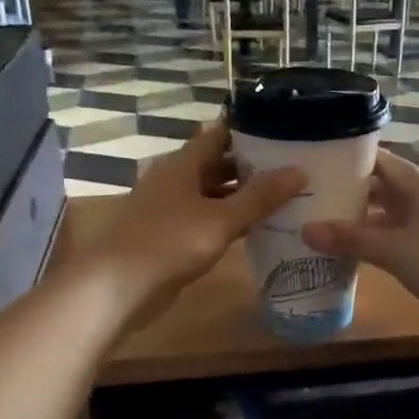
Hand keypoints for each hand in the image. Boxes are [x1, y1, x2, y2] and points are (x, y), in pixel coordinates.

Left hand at [89, 122, 303, 326]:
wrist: (118, 287)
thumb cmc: (169, 243)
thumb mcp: (221, 219)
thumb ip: (260, 197)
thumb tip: (300, 170)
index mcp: (181, 165)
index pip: (219, 135)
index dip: (249, 131)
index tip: (284, 130)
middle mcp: (173, 180)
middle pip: (216, 164)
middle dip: (251, 166)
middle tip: (293, 167)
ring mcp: (169, 210)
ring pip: (211, 194)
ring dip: (241, 196)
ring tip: (283, 197)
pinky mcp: (169, 237)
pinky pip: (205, 220)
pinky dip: (228, 221)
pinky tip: (254, 229)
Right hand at [301, 151, 418, 338]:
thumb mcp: (397, 249)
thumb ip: (352, 239)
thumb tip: (305, 229)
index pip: (381, 161)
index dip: (350, 159)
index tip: (316, 160)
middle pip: (380, 190)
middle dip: (348, 193)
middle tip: (307, 196)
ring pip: (385, 219)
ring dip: (357, 223)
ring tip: (316, 224)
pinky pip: (393, 244)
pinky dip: (371, 246)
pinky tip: (345, 255)